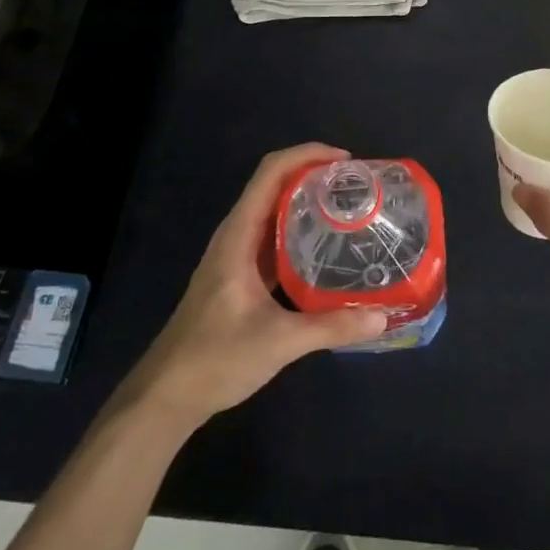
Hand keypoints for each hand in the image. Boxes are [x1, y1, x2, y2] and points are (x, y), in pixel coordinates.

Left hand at [123, 144, 387, 430]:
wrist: (166, 395)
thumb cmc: (215, 358)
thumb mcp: (278, 342)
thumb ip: (331, 327)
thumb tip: (383, 318)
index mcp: (238, 235)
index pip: (270, 172)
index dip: (306, 154)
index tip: (345, 160)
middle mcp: (235, 236)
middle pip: (273, 184)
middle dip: (313, 174)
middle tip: (356, 184)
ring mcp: (236, 255)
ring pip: (273, 211)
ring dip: (306, 200)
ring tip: (348, 206)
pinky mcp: (239, 276)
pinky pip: (272, 237)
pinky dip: (299, 230)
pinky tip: (326, 247)